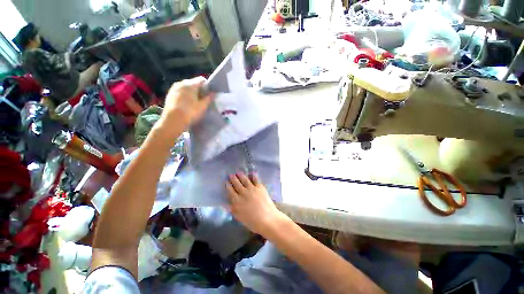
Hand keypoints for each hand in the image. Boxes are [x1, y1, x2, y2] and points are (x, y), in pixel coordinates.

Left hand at [162, 76, 212, 127]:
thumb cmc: (190, 112)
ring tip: (194, 103)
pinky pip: (180, 92)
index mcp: (190, 84)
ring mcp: (174, 88)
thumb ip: (209, 98)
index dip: (207, 86)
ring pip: (186, 87)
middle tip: (203, 100)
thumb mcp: (202, 106)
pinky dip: (184, 96)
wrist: (173, 120)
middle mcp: (181, 83)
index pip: (202, 80)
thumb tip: (214, 93)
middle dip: (199, 90)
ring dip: (191, 93)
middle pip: (193, 83)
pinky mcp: (169, 94)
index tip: (209, 95)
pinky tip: (186, 105)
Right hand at [226, 172, 288, 235]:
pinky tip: (252, 173)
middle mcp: (243, 193)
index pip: (230, 191)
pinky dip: (253, 176)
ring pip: (245, 180)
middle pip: (237, 184)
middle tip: (231, 175)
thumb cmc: (252, 222)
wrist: (267, 219)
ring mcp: (252, 189)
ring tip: (238, 172)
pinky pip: (255, 179)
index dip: (228, 186)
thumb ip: (232, 209)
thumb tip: (225, 203)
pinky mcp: (260, 187)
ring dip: (241, 175)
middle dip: (233, 179)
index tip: (226, 182)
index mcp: (237, 201)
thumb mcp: (239, 217)